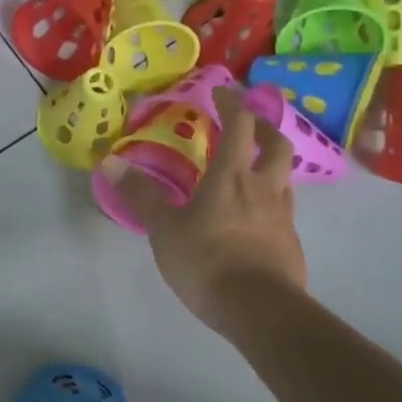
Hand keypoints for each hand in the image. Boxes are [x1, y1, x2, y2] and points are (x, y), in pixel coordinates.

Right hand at [109, 90, 306, 330]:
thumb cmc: (207, 261)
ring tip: (250, 170)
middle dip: (263, 128)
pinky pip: (283, 210)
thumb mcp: (164, 228)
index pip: (240, 125)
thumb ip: (140, 194)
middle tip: (248, 126)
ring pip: (284, 177)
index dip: (232, 103)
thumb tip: (110, 161)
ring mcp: (282, 216)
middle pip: (276, 145)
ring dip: (270, 164)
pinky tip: (253, 218)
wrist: (260, 310)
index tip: (222, 91)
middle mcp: (263, 188)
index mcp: (231, 177)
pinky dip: (270, 201)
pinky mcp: (290, 243)